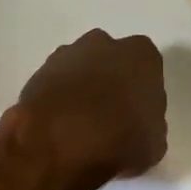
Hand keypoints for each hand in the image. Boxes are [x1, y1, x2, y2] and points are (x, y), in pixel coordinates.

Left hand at [0, 30, 167, 189]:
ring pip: (80, 70)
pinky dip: (57, 102)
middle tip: (110, 117)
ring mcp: (66, 56)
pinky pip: (55, 86)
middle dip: (110, 82)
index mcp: (141, 55)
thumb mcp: (154, 143)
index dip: (142, 92)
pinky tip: (59, 128)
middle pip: (111, 61)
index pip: (148, 67)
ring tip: (80, 126)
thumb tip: (139, 125)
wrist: (59, 144)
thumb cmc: (120, 140)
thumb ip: (151, 124)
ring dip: (81, 90)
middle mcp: (104, 45)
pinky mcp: (36, 74)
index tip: (138, 114)